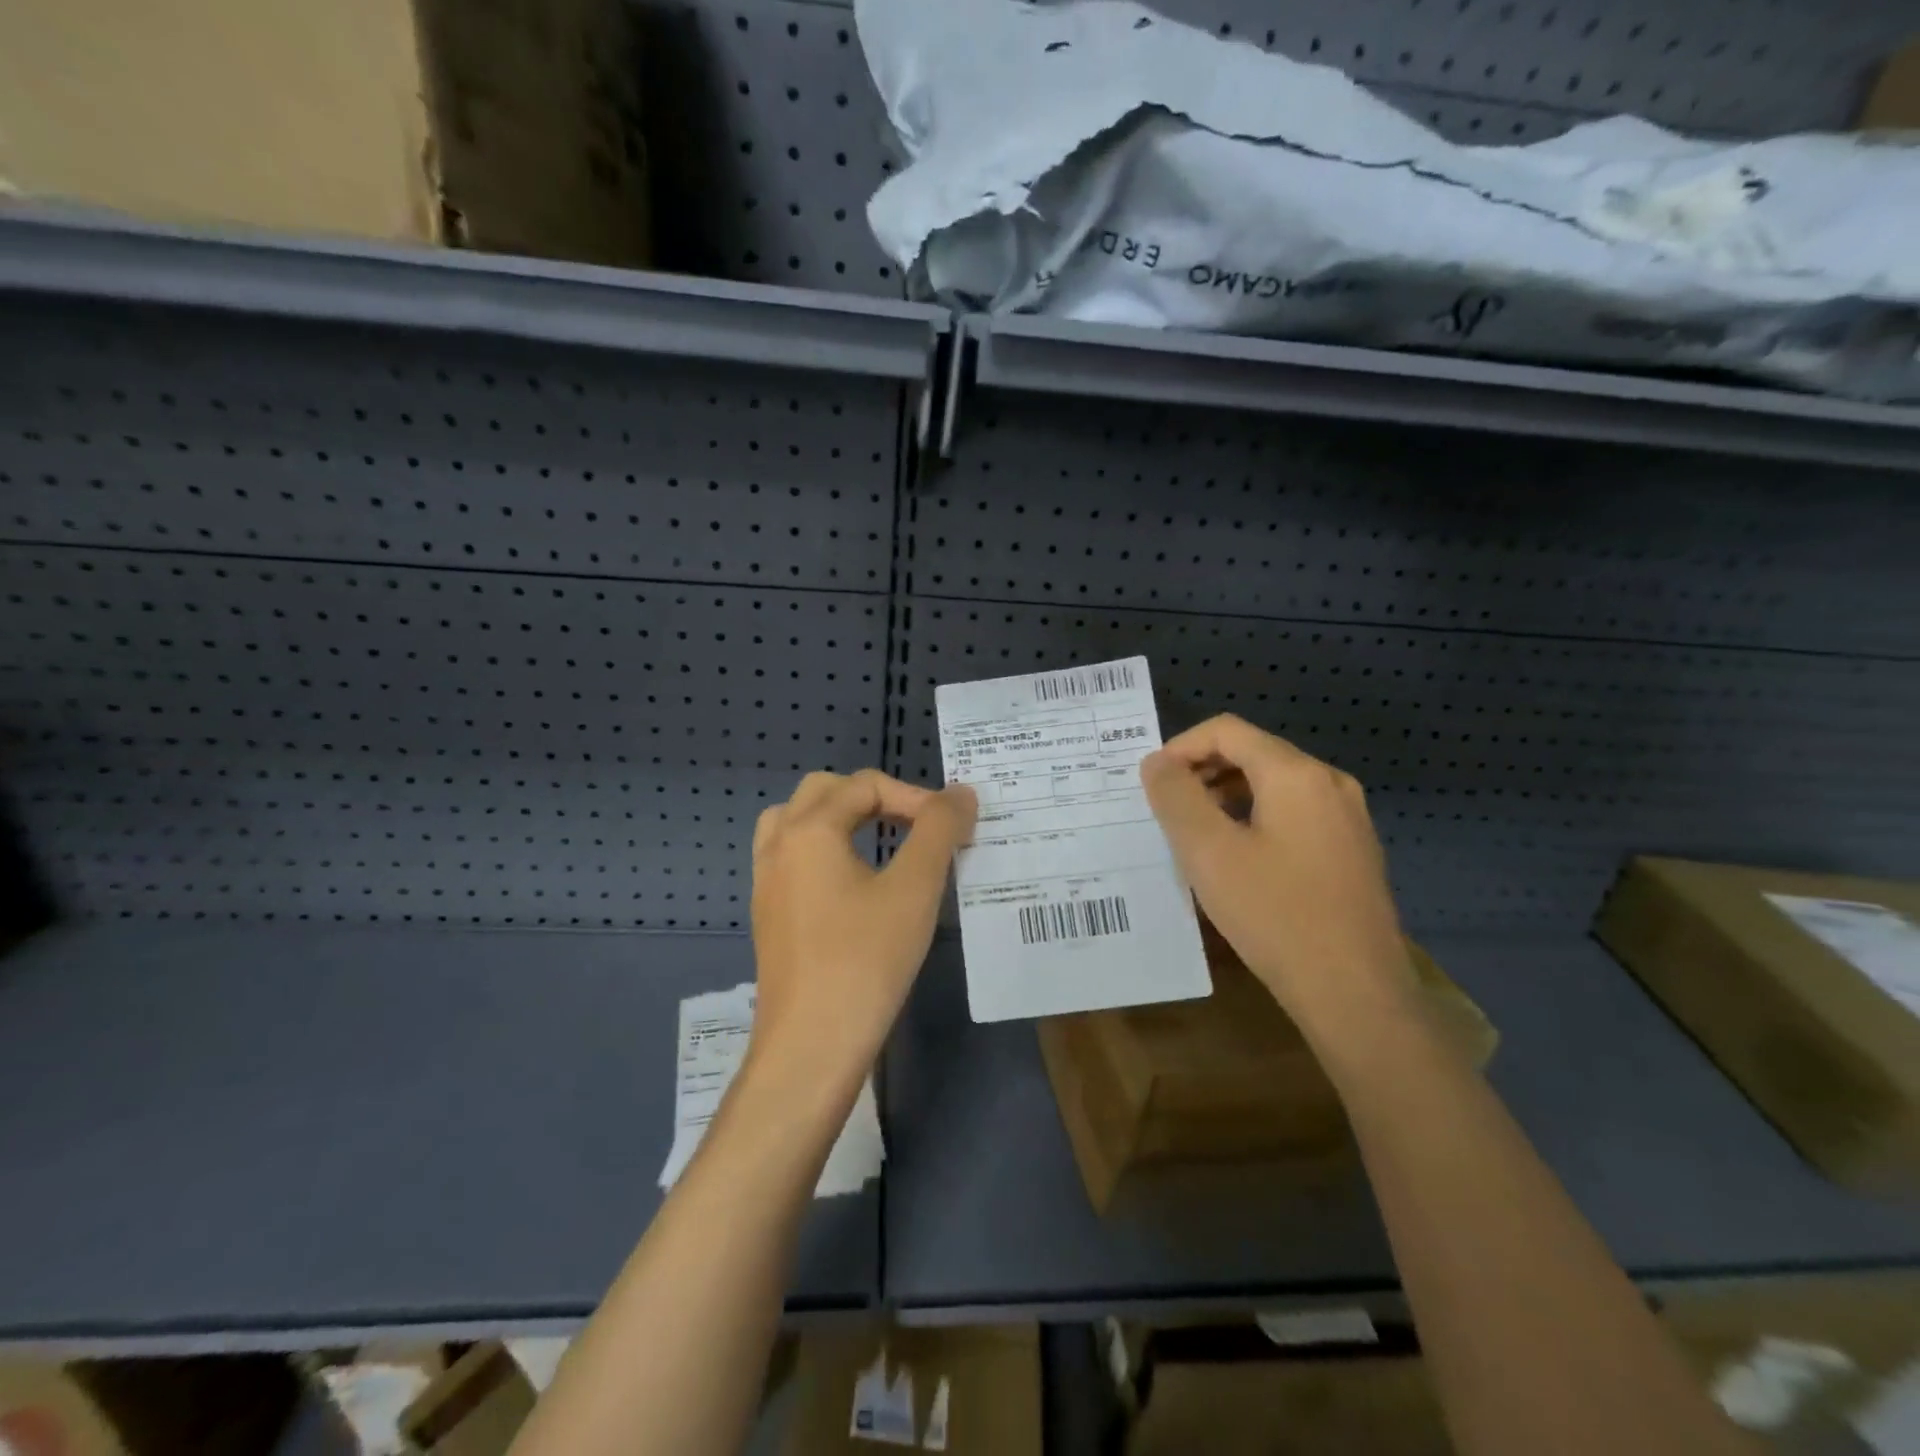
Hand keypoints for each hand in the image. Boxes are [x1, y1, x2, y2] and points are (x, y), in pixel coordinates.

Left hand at [748, 769, 976, 1092]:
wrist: (811, 1046)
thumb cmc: (865, 961)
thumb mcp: (914, 889)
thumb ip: (939, 830)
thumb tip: (960, 793)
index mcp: (808, 829)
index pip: (866, 785)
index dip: (916, 797)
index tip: (953, 829)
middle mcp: (778, 845)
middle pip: (825, 792)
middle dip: (874, 797)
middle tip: (915, 825)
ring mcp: (766, 881)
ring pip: (800, 822)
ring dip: (842, 819)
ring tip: (881, 842)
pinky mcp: (769, 914)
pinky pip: (793, 857)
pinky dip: (824, 849)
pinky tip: (855, 884)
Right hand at [1140, 715, 1412, 1038]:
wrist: (1356, 995)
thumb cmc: (1274, 916)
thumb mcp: (1208, 853)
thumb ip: (1176, 797)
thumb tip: (1157, 762)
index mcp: (1296, 774)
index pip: (1226, 731)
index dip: (1180, 748)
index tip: (1152, 784)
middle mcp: (1330, 783)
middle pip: (1253, 753)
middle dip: (1203, 772)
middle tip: (1168, 810)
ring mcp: (1348, 818)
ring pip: (1274, 784)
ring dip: (1227, 795)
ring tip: (1196, 835)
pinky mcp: (1354, 850)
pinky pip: (1295, 813)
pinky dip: (1256, 818)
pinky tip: (1238, 859)